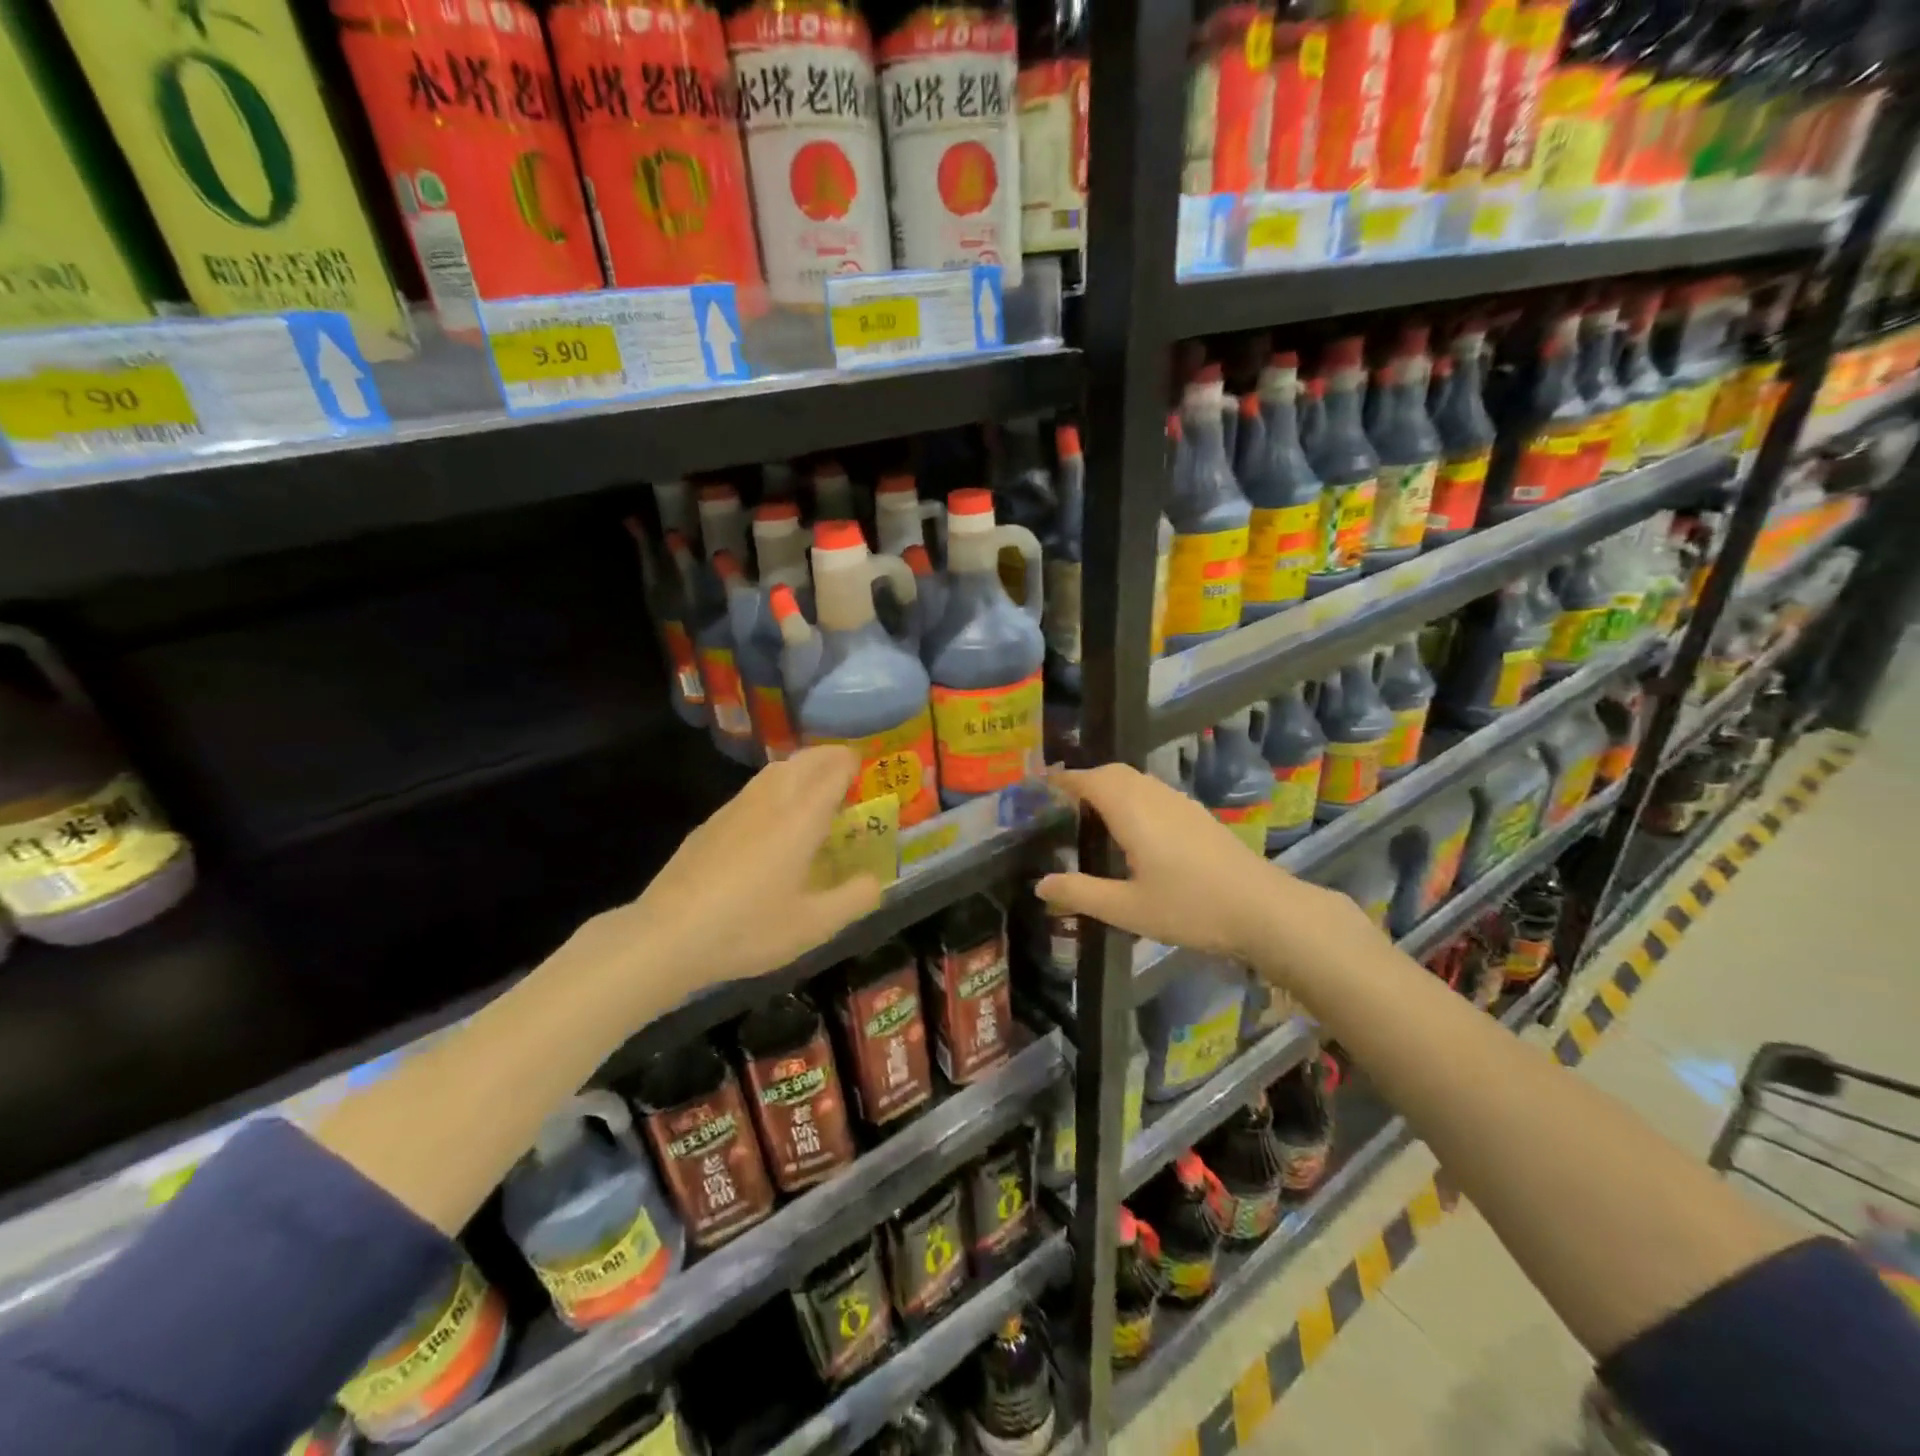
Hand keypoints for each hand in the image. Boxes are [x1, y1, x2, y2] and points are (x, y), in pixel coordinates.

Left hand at [569, 746, 883, 1014]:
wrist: (668, 936)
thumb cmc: (748, 928)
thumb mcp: (814, 925)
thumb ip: (854, 899)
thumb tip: (876, 881)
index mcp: (800, 818)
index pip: (833, 769)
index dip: (853, 764)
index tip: (868, 772)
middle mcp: (769, 801)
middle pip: (803, 760)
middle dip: (829, 758)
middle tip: (847, 774)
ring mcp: (735, 808)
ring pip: (774, 770)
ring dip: (800, 768)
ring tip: (815, 789)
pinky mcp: (711, 823)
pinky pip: (753, 789)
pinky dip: (775, 787)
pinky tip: (773, 819)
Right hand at [1036, 764, 1350, 966]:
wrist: (1263, 909)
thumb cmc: (1190, 908)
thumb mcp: (1127, 909)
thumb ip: (1081, 894)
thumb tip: (1040, 884)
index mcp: (1132, 811)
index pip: (1090, 780)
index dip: (1064, 780)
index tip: (1041, 786)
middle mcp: (1155, 797)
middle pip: (1114, 773)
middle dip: (1085, 780)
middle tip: (1062, 803)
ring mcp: (1180, 803)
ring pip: (1137, 779)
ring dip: (1110, 786)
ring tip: (1092, 813)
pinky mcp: (1197, 815)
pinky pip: (1154, 791)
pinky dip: (1132, 796)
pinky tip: (1134, 828)